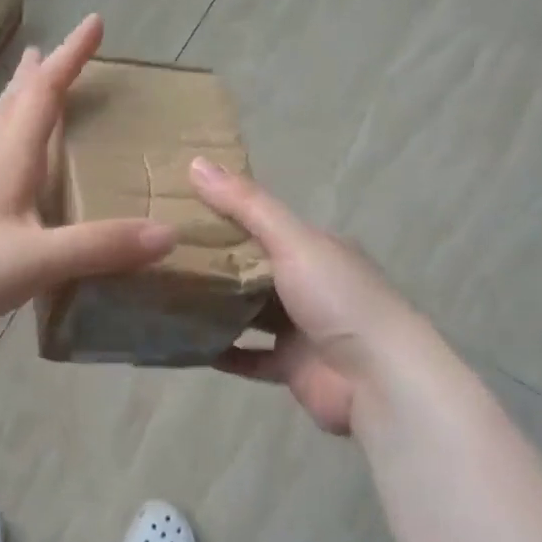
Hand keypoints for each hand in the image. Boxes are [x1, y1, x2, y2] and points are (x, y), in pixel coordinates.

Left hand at [0, 15, 175, 367]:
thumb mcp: (36, 261)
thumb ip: (100, 246)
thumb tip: (168, 234)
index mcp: (6, 167)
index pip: (42, 97)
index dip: (70, 58)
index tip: (94, 22)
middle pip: (11, 113)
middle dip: (33, 80)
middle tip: (45, 52)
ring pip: (2, 149)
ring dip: (21, 119)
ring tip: (38, 108)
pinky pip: (4, 191)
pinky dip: (22, 173)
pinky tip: (30, 195)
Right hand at [190, 158, 429, 436]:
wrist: (376, 378)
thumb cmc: (337, 298)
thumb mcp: (292, 241)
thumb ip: (246, 205)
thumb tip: (196, 162)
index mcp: (317, 250)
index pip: (266, 227)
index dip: (227, 217)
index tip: (181, 213)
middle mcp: (311, 286)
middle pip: (255, 270)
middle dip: (216, 265)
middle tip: (164, 257)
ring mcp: (302, 329)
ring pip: (251, 314)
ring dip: (217, 308)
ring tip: (169, 297)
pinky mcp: (292, 367)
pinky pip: (249, 357)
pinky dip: (223, 351)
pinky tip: (188, 343)